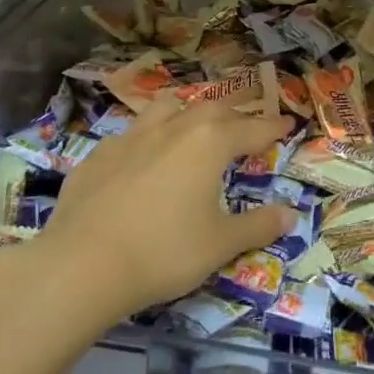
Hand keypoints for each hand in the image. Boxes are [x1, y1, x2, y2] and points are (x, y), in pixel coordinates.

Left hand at [17, 98, 293, 324]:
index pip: (251, 128)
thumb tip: (291, 215)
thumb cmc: (164, 252)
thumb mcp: (220, 244)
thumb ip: (258, 226)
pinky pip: (130, 134)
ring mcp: (130, 138)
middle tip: (245, 126)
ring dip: (186, 111)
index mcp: (209, 144)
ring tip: (193, 123)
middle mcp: (172, 129)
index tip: (287, 124)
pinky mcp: (98, 155)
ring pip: (165, 108)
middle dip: (233, 115)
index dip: (272, 127)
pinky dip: (147, 138)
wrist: (82, 264)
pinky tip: (142, 157)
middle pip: (210, 109)